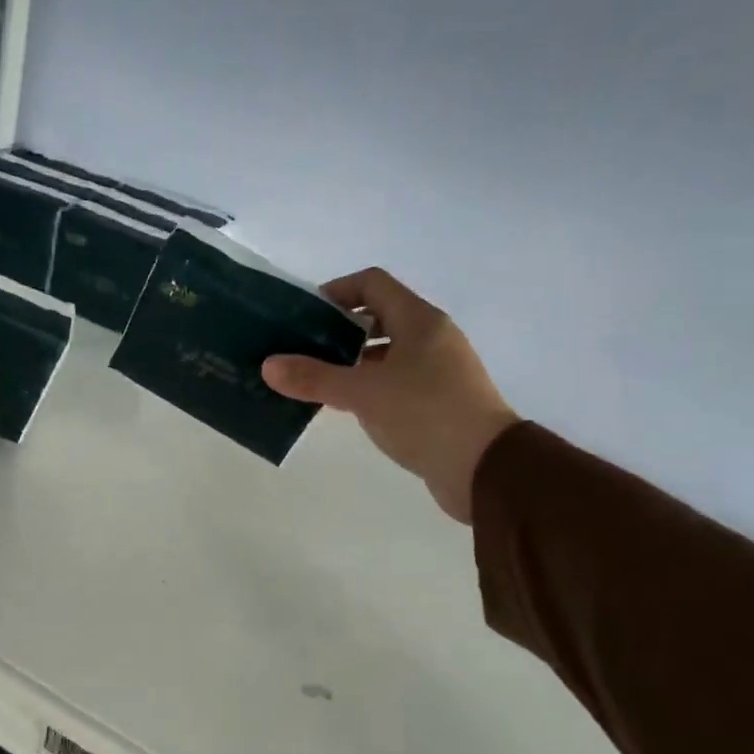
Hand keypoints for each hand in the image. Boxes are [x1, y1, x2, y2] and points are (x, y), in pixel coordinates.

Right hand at [263, 268, 518, 522]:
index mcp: (419, 321)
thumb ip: (315, 377)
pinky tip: (340, 406)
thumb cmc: (427, 415)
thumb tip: (268, 365)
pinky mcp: (435, 402)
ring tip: (312, 379)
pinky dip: (365, 387)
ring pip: (383, 354)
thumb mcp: (363, 393)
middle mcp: (430, 338)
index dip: (336, 292)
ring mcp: (436, 371)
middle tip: (300, 350)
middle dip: (336, 330)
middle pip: (376, 318)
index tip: (303, 316)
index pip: (372, 284)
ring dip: (348, 362)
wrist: (485, 469)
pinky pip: (392, 382)